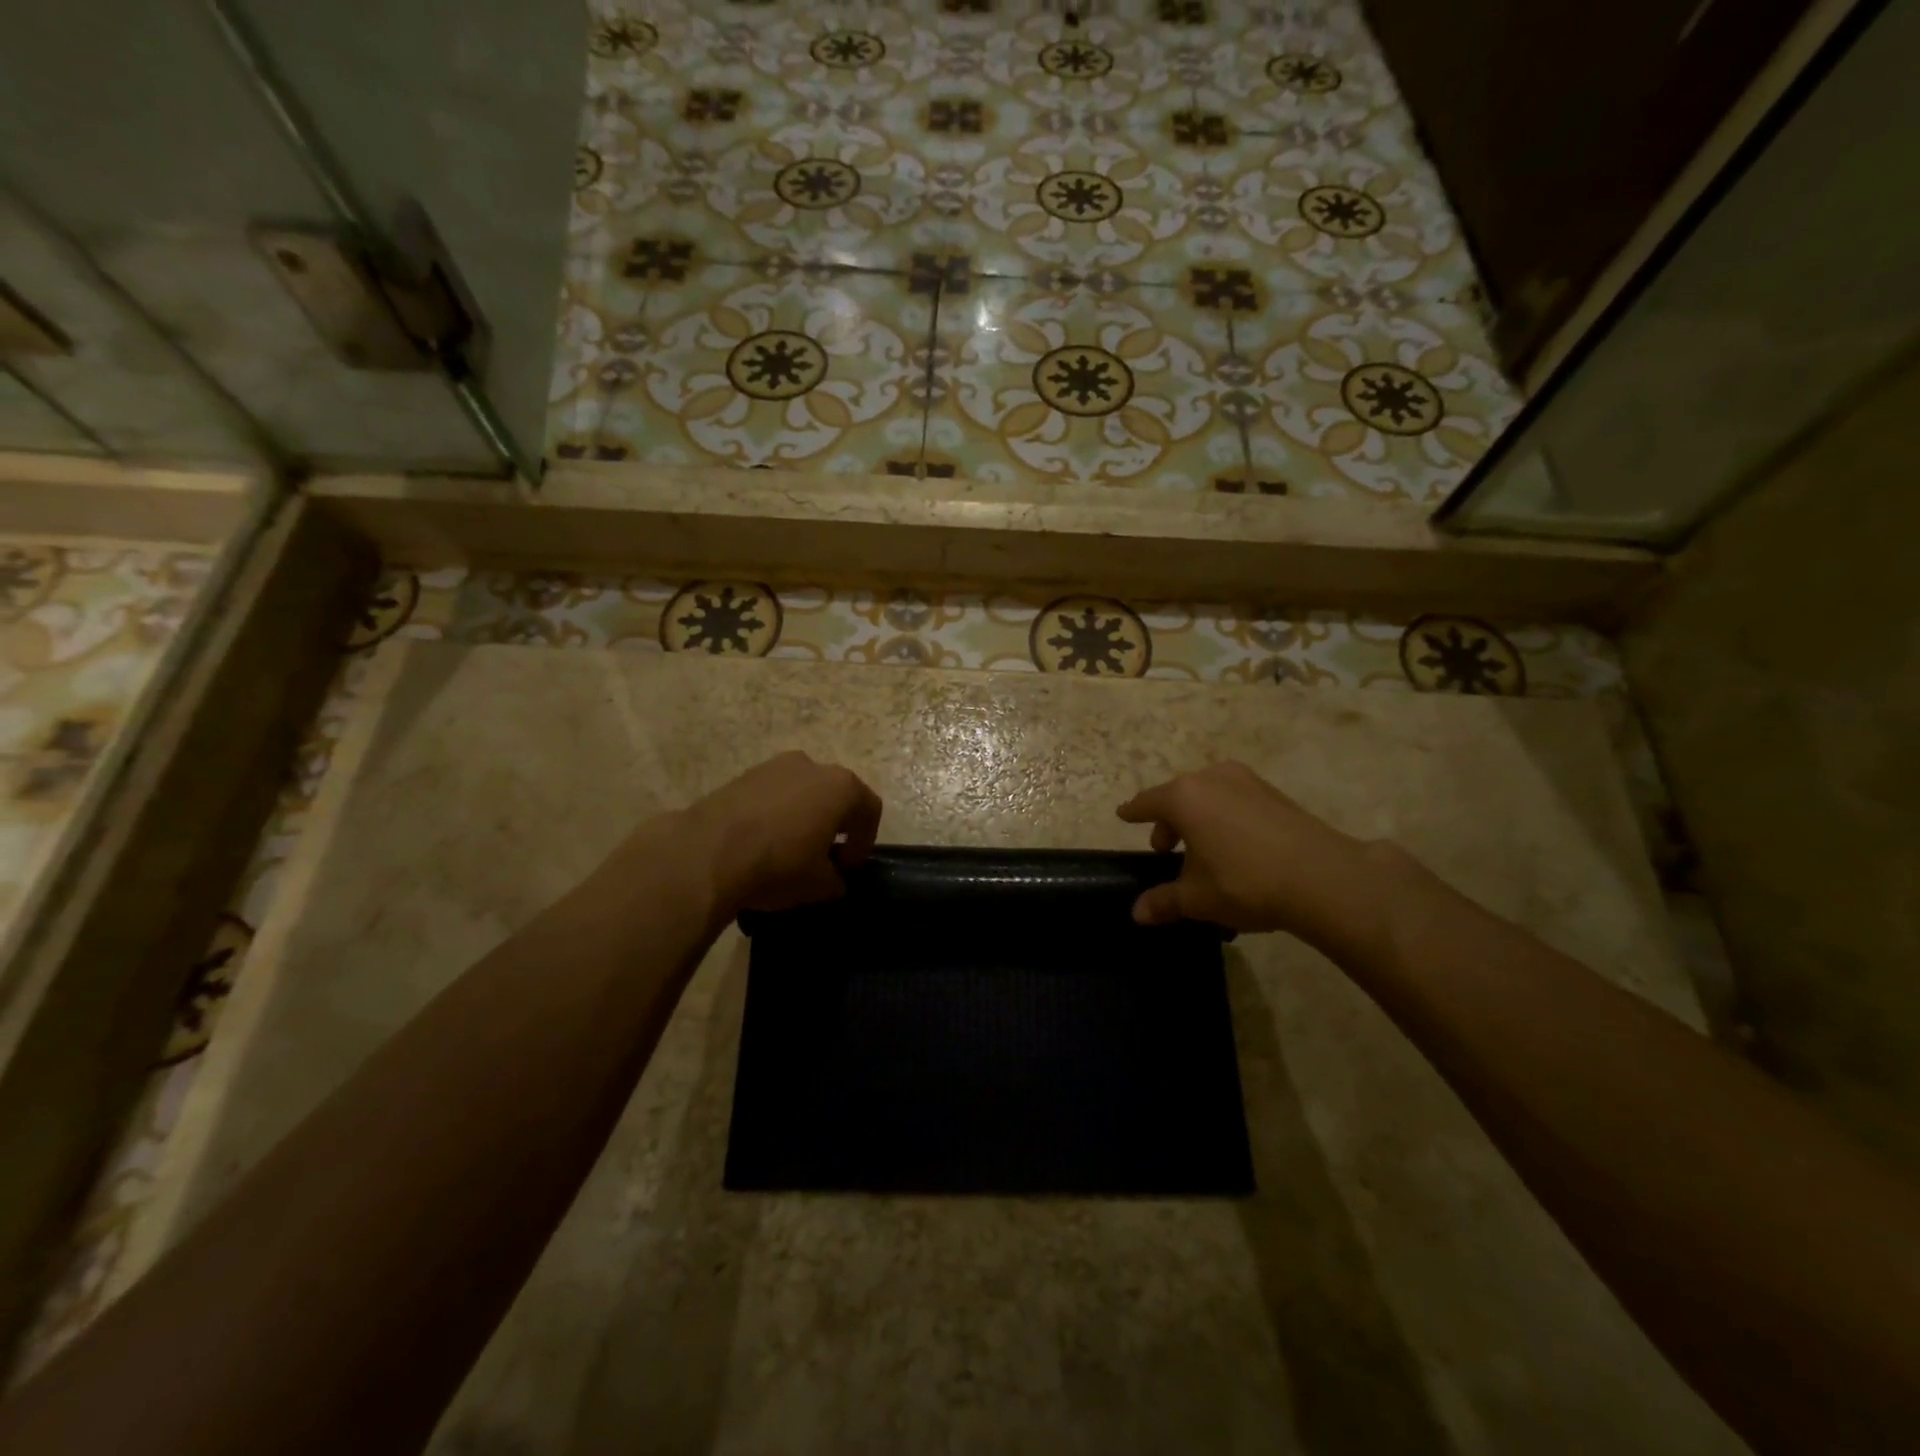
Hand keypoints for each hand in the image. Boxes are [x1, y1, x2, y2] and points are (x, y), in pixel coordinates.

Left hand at [682, 751, 883, 914]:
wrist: (707, 853)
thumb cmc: (778, 865)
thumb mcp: (819, 885)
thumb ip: (837, 880)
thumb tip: (835, 879)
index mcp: (841, 787)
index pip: (869, 809)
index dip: (864, 841)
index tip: (848, 868)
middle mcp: (812, 766)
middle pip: (835, 795)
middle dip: (834, 825)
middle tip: (823, 857)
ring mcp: (774, 766)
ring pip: (801, 792)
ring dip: (803, 817)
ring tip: (789, 850)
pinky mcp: (743, 775)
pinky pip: (772, 794)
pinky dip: (775, 814)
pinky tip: (761, 843)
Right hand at [1116, 762, 1386, 950]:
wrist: (1323, 878)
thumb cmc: (1245, 883)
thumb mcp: (1197, 898)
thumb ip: (1164, 901)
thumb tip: (1137, 913)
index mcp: (1184, 798)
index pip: (1147, 803)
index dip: (1133, 812)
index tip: (1123, 815)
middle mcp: (1212, 779)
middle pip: (1178, 797)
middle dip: (1169, 822)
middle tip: (1167, 850)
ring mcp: (1247, 782)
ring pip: (1209, 796)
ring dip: (1199, 819)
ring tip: (1204, 851)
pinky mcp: (1274, 793)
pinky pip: (1235, 801)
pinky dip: (1226, 817)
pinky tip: (1236, 847)